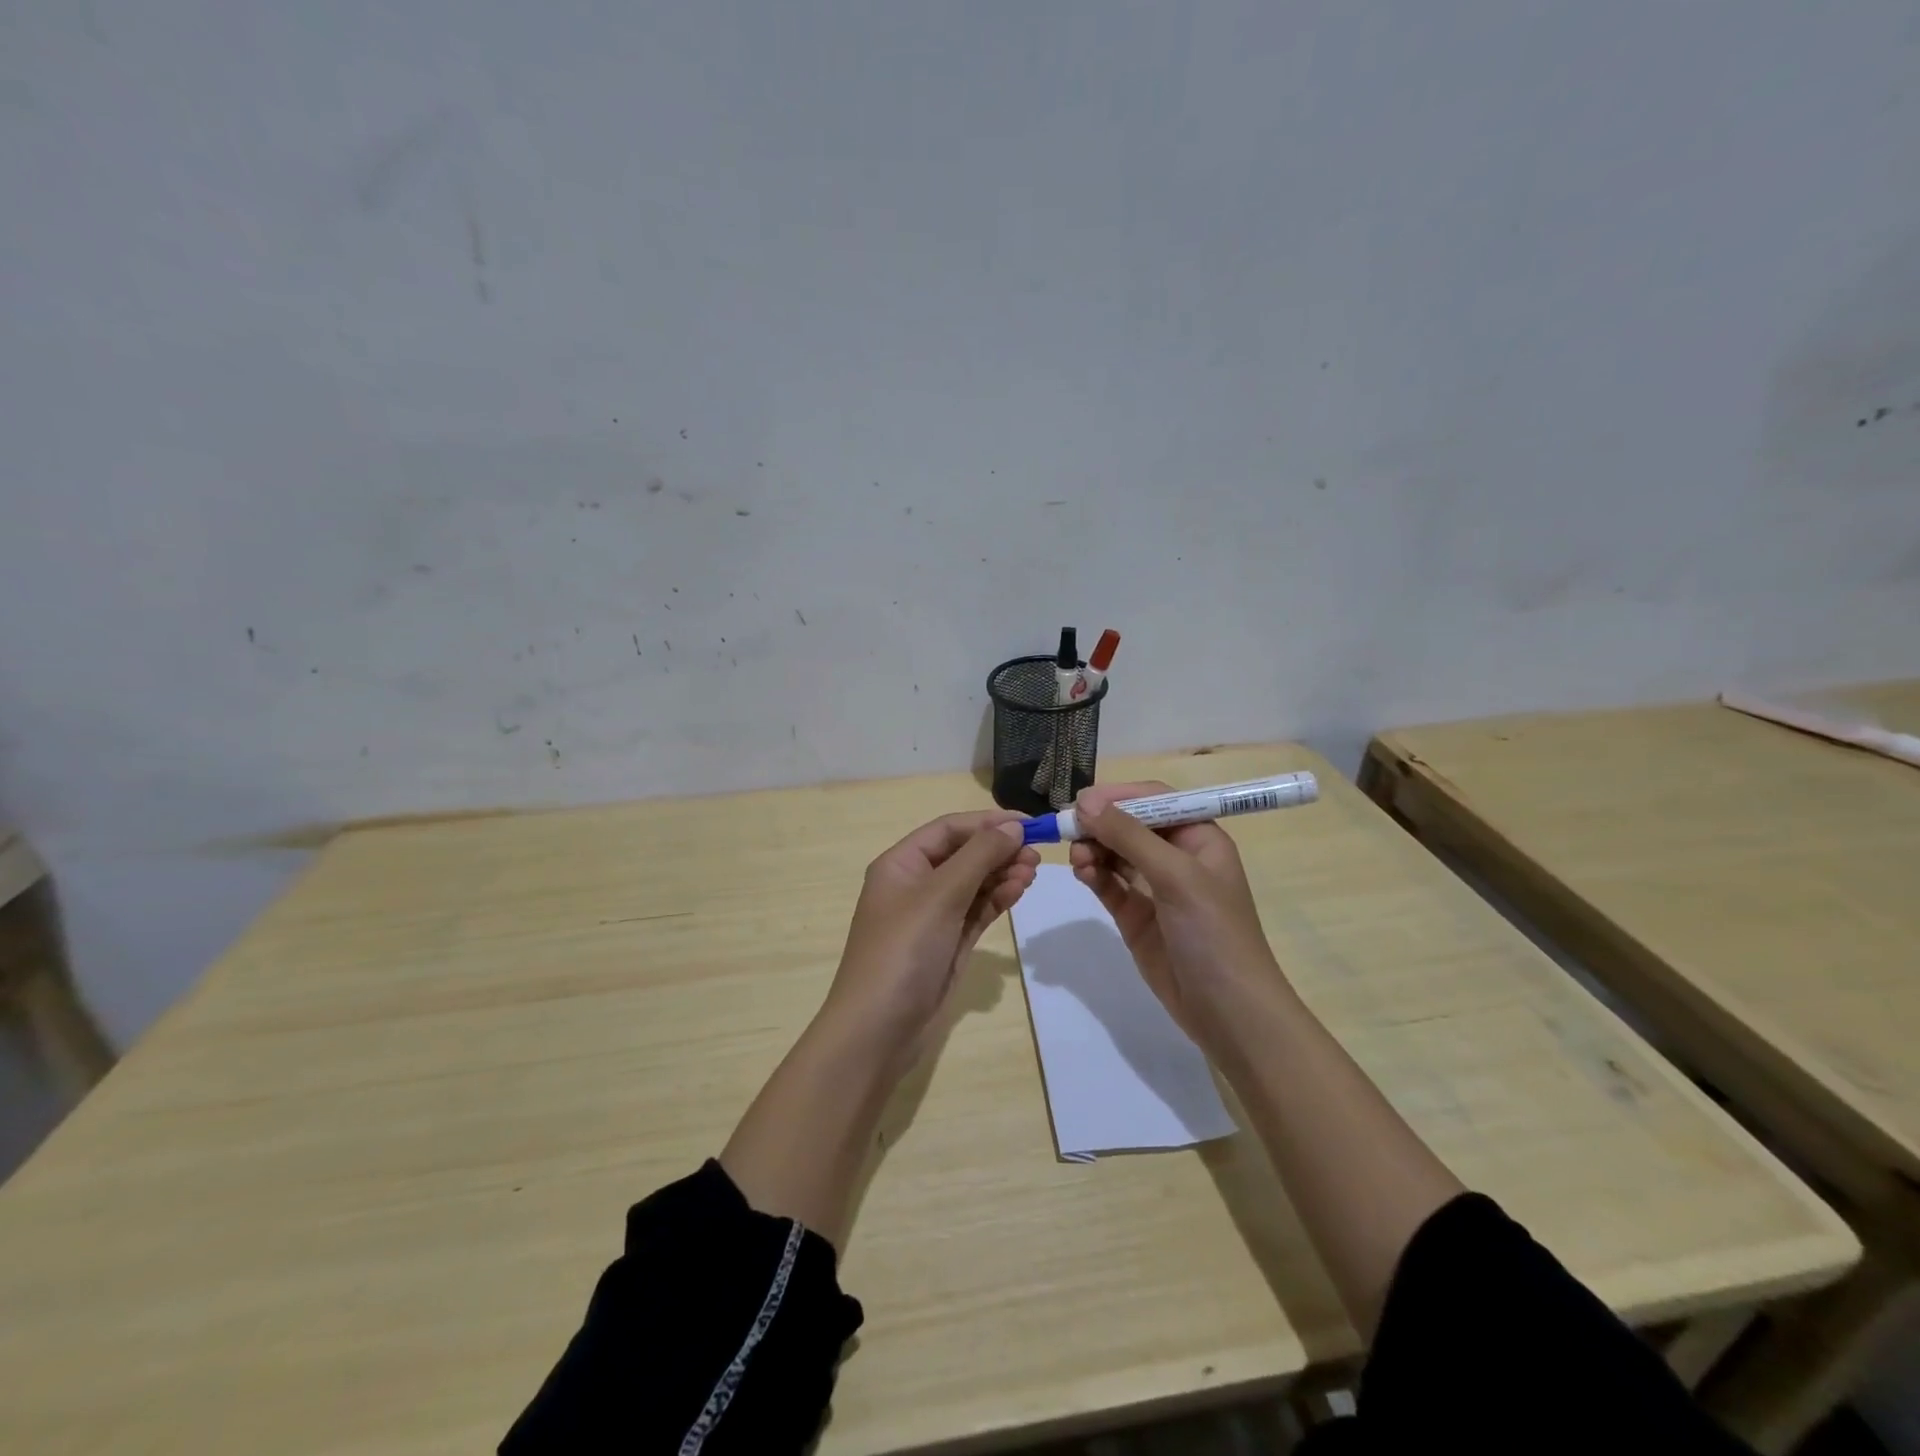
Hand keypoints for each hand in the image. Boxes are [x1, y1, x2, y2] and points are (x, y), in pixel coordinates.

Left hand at [824, 809, 1038, 1067]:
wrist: (878, 1030)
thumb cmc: (903, 951)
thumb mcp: (939, 896)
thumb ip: (978, 857)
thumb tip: (1013, 827)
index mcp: (901, 864)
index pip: (948, 830)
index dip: (987, 822)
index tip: (1028, 823)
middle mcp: (915, 884)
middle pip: (963, 854)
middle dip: (998, 849)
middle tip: (1037, 853)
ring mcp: (932, 916)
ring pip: (973, 883)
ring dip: (1002, 873)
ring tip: (1033, 871)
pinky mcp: (948, 943)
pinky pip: (977, 911)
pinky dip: (997, 899)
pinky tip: (1019, 890)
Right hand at [1068, 781, 1285, 1044]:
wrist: (1228, 1013)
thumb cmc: (1214, 933)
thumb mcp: (1176, 876)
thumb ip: (1130, 836)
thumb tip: (1085, 803)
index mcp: (1200, 838)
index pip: (1156, 800)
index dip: (1120, 795)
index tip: (1082, 800)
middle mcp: (1177, 857)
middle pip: (1130, 825)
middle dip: (1100, 824)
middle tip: (1068, 829)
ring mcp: (1155, 888)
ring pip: (1115, 853)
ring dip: (1094, 849)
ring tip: (1077, 859)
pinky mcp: (1136, 916)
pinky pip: (1109, 884)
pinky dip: (1094, 875)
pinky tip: (1082, 873)